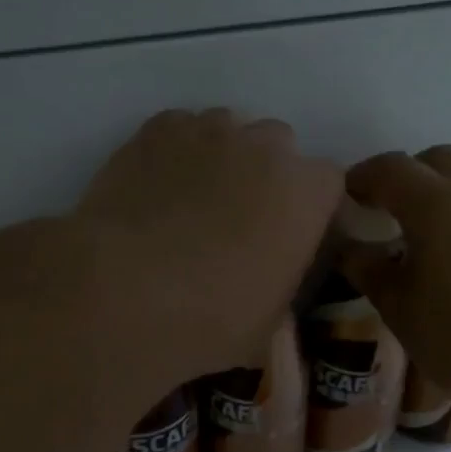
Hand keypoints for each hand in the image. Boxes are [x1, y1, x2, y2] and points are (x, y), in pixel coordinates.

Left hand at [76, 109, 342, 378]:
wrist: (123, 293)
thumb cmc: (210, 320)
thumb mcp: (268, 323)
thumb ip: (282, 286)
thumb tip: (271, 284)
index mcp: (306, 194)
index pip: (327, 184)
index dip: (308, 208)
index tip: (290, 235)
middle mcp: (266, 147)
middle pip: (278, 146)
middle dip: (266, 175)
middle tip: (239, 218)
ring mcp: (209, 130)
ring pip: (228, 130)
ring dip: (221, 157)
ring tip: (192, 199)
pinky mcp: (156, 129)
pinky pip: (179, 129)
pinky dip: (176, 151)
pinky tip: (157, 186)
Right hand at [343, 145, 450, 412]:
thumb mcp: (404, 313)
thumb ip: (372, 274)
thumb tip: (352, 250)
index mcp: (436, 203)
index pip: (390, 169)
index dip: (364, 176)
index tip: (349, 192)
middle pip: (438, 160)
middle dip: (409, 176)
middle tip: (391, 209)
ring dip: (450, 197)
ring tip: (437, 240)